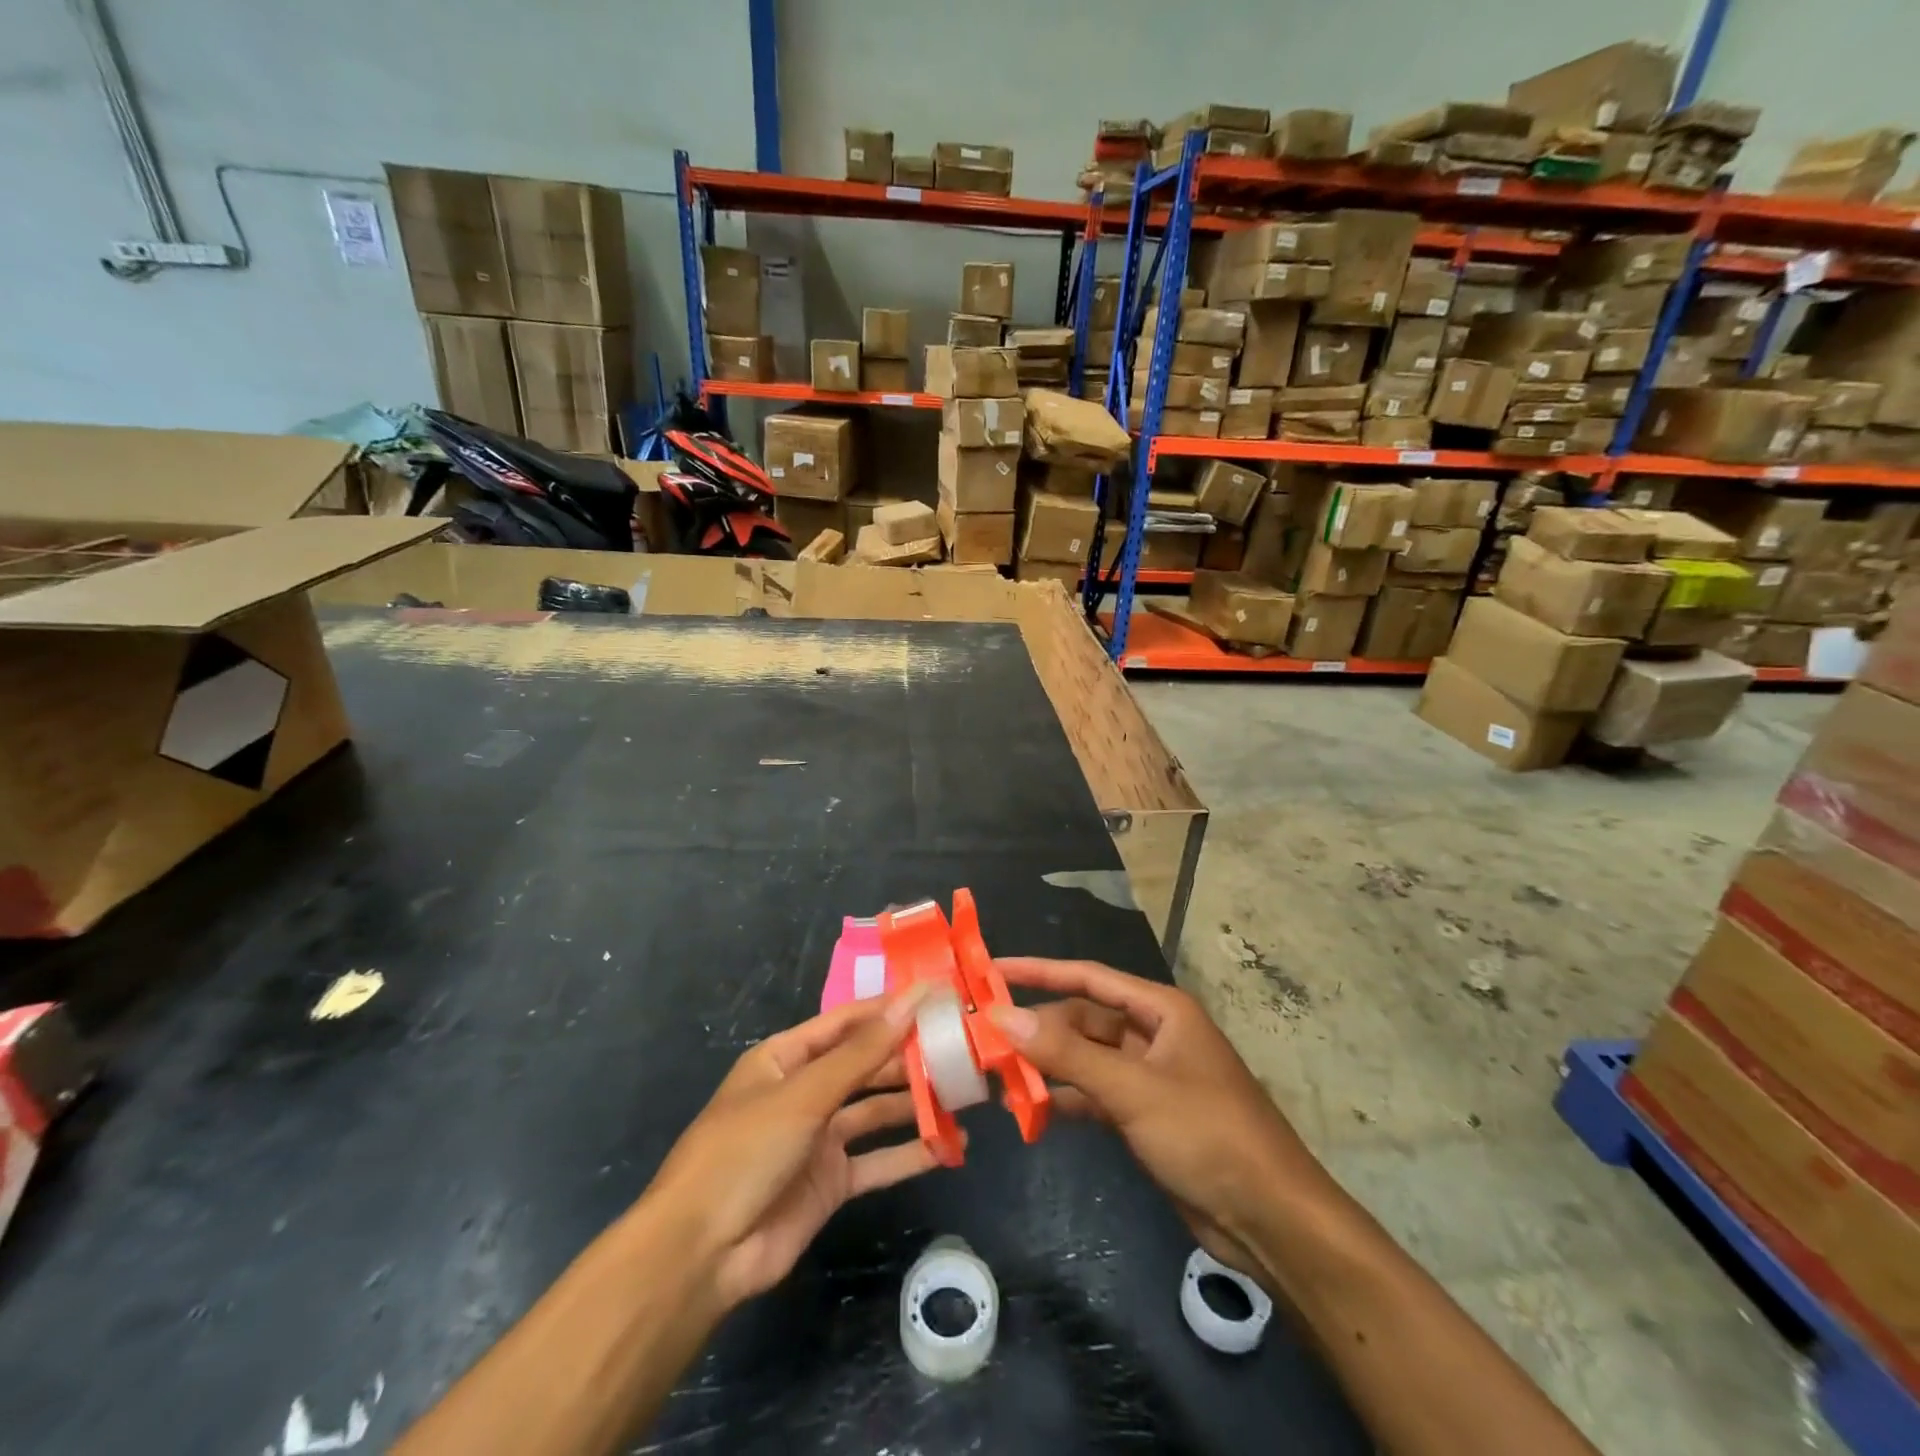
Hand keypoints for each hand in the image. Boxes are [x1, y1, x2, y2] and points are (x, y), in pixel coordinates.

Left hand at [644, 986, 943, 1311]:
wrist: (701, 1255)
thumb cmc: (745, 1151)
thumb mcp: (805, 1094)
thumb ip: (862, 1052)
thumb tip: (912, 999)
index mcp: (786, 1058)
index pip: (847, 1022)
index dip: (889, 1009)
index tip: (936, 997)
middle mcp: (804, 1091)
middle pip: (864, 1065)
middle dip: (907, 1057)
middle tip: (961, 1047)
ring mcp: (818, 1139)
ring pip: (875, 1111)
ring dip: (913, 1103)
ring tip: (963, 1092)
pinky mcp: (830, 1183)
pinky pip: (876, 1161)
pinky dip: (909, 1155)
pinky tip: (948, 1147)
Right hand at [991, 958, 1330, 1280]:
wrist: (1270, 1219)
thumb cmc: (1207, 1134)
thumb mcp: (1133, 1089)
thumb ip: (1066, 1053)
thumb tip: (1003, 1016)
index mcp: (1160, 1009)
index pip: (1088, 977)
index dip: (1040, 971)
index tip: (993, 969)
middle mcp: (1153, 1034)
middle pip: (1083, 1019)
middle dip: (1038, 1029)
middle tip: (984, 1038)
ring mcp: (1148, 1076)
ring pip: (1085, 1059)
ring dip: (1047, 1067)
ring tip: (996, 1075)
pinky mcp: (1145, 1115)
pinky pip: (1093, 1094)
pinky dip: (1064, 1100)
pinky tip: (1030, 1111)